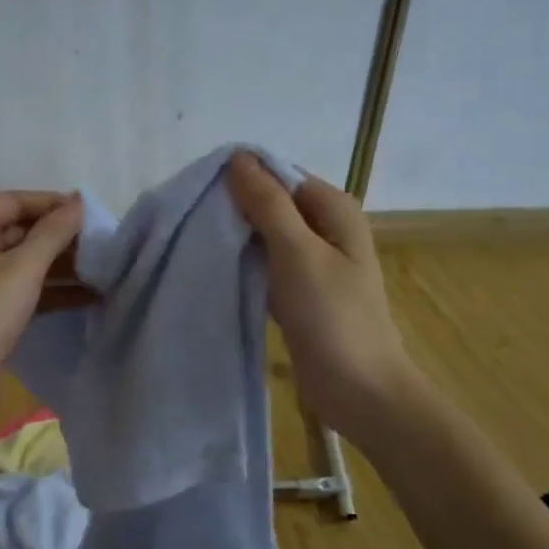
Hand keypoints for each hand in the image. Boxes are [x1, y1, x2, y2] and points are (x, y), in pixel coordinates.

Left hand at [0, 190, 84, 438]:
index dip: (49, 202)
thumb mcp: (23, 268)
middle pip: (19, 231)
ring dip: (60, 266)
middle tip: (99, 241)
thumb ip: (53, 233)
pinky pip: (25, 291)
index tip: (86, 212)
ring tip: (101, 268)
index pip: (12, 201)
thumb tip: (79, 202)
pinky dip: (53, 291)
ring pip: (25, 264)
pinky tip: (88, 296)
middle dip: (58, 236)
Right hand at [226, 152, 415, 444]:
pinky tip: (217, 271)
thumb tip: (239, 157)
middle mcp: (326, 229)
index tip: (199, 192)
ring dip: (237, 239)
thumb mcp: (297, 253)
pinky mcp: (300, 293)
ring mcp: (313, 263)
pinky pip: (266, 266)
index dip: (242, 178)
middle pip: (273, 204)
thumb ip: (268, 204)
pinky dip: (245, 266)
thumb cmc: (332, 317)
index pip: (280, 174)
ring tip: (197, 242)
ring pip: (266, 237)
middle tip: (191, 220)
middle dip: (235, 209)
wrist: (358, 390)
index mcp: (334, 210)